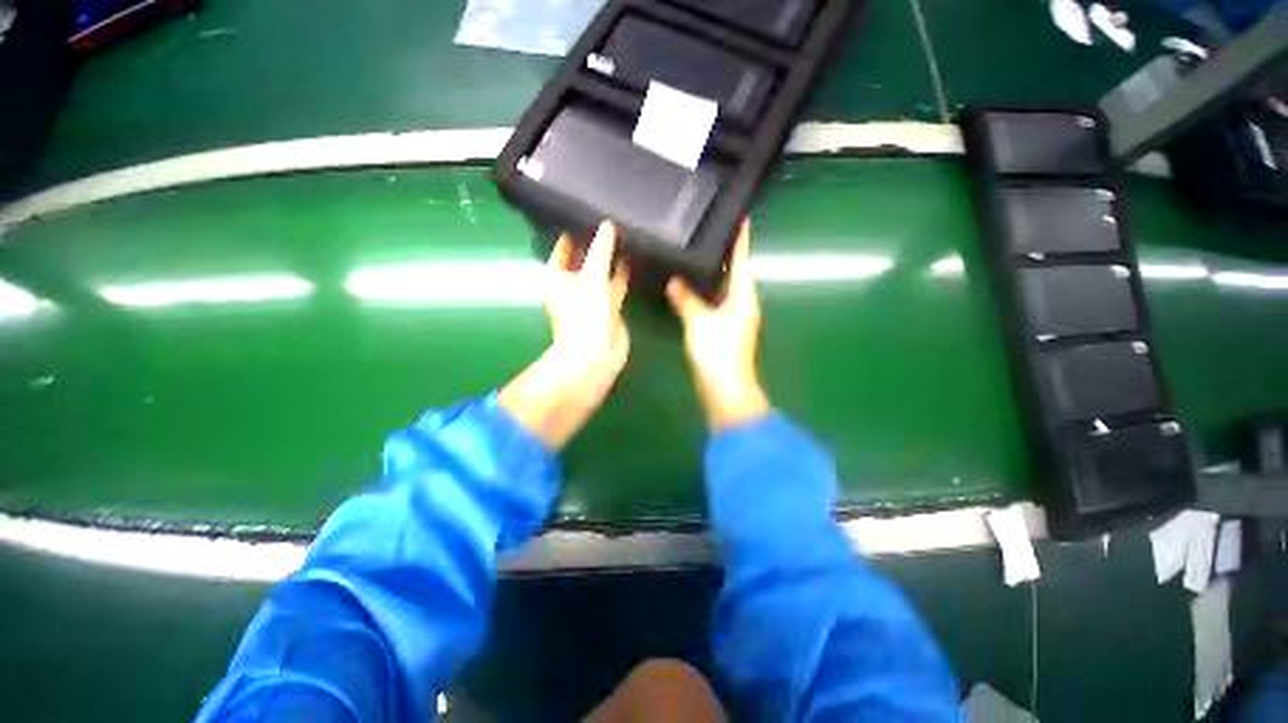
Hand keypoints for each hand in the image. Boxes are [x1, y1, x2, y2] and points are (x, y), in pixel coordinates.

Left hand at [500, 222, 629, 448]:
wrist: (597, 355)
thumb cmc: (583, 315)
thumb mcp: (591, 277)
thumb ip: (601, 250)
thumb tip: (608, 225)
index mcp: (557, 276)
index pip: (564, 245)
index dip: (574, 229)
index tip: (589, 209)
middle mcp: (573, 283)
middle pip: (584, 257)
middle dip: (597, 242)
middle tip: (612, 217)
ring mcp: (592, 295)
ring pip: (603, 270)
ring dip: (612, 257)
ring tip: (627, 232)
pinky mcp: (610, 305)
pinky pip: (617, 283)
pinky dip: (624, 273)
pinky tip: (636, 257)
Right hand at [667, 220, 770, 431]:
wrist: (725, 388)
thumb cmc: (717, 352)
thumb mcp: (699, 322)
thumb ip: (686, 299)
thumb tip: (674, 282)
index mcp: (743, 296)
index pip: (742, 260)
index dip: (741, 240)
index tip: (743, 218)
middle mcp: (743, 304)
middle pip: (735, 274)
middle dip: (725, 256)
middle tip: (708, 235)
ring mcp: (736, 318)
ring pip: (725, 290)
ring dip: (714, 276)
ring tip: (698, 256)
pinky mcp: (726, 331)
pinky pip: (717, 304)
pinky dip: (707, 294)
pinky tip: (693, 290)